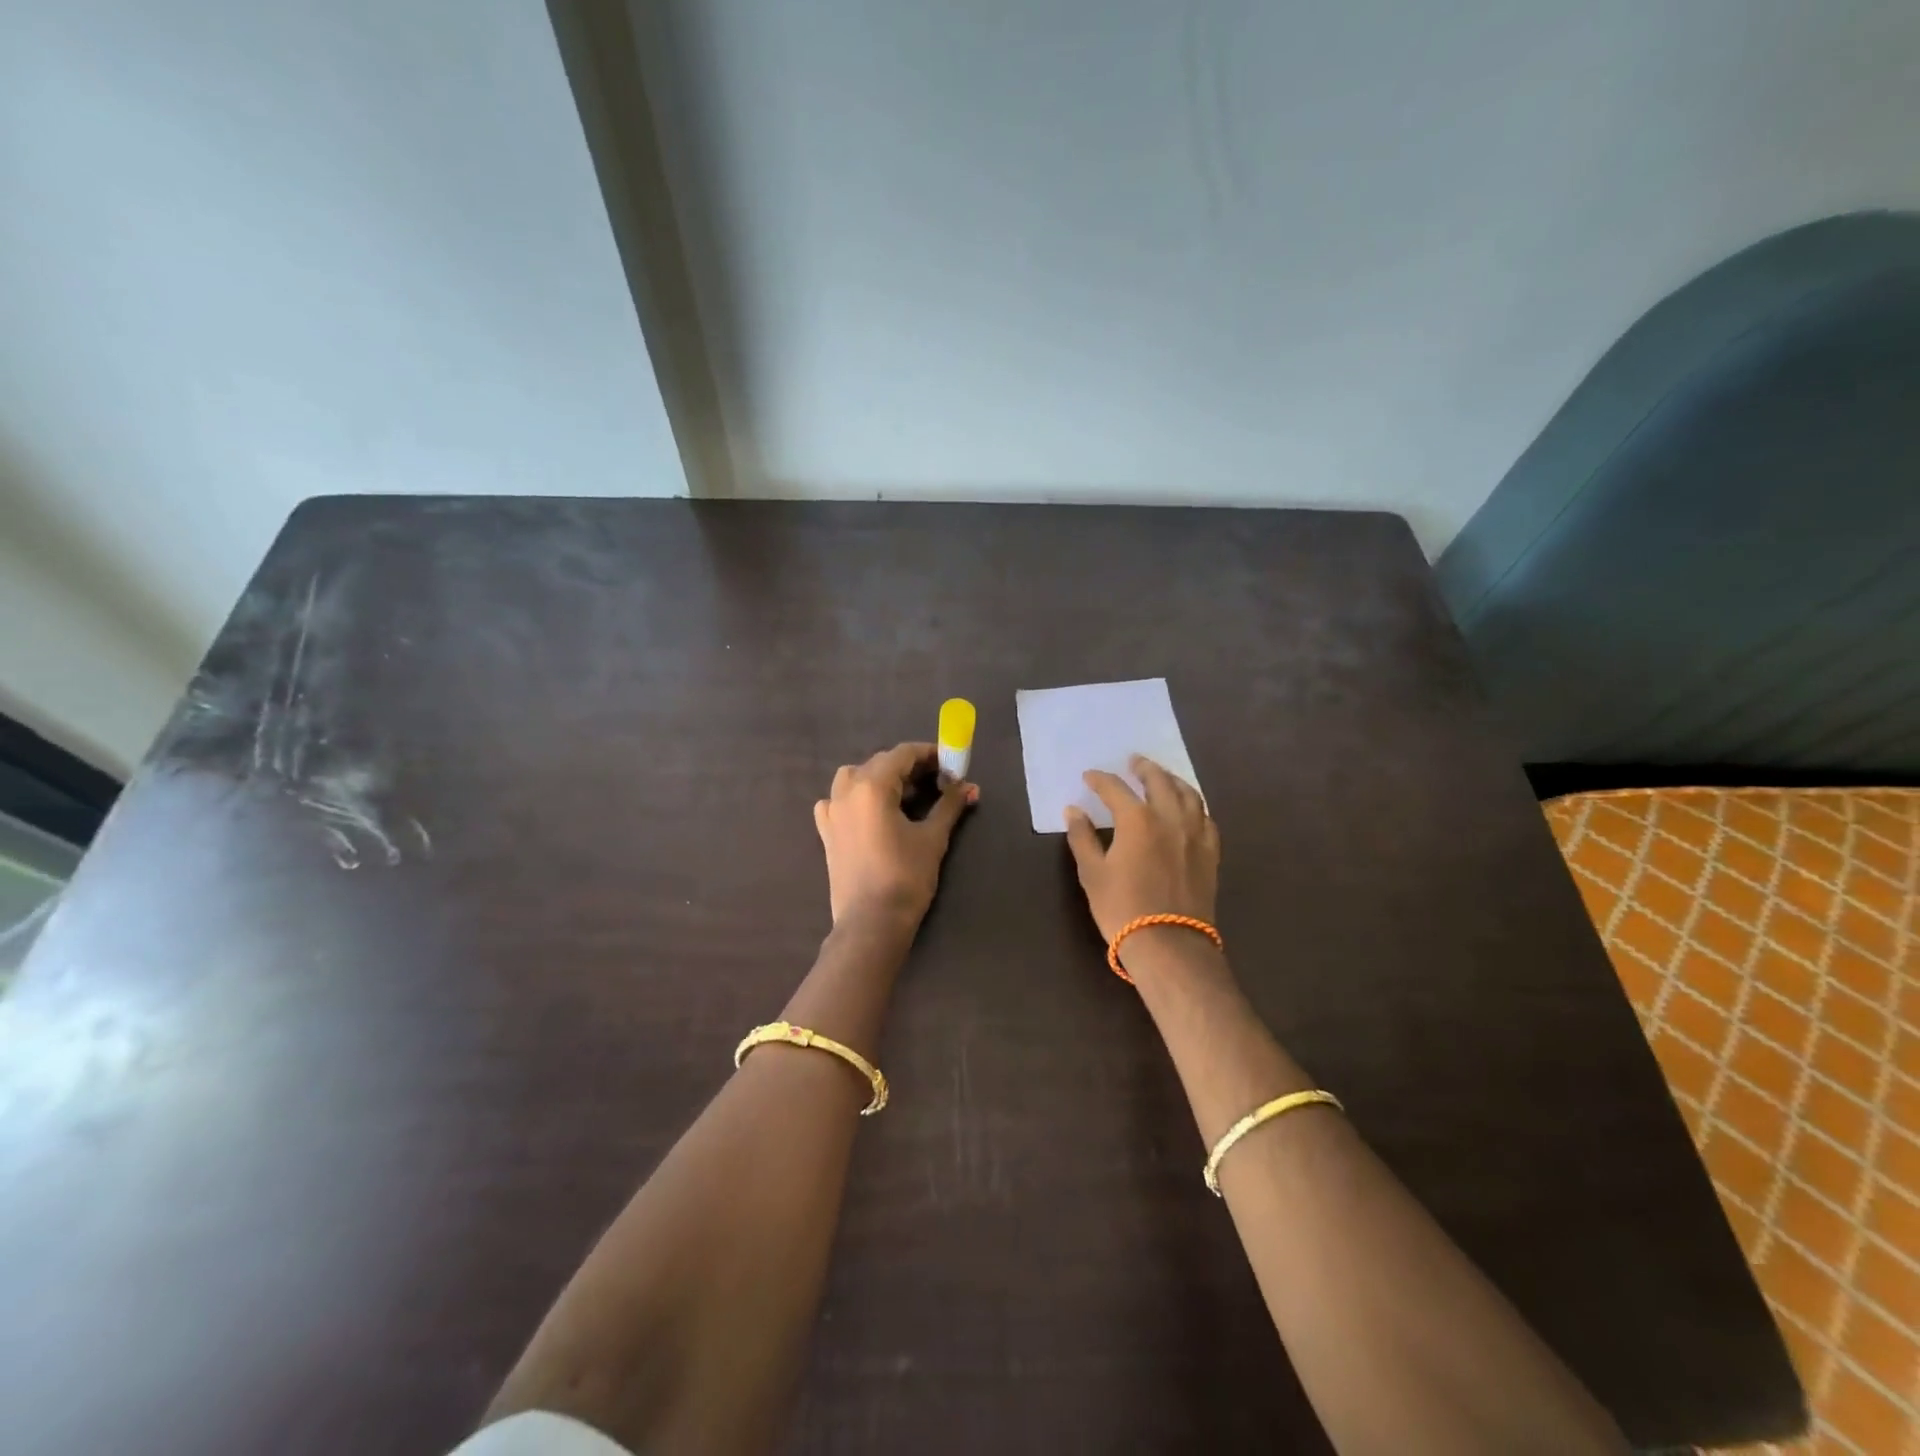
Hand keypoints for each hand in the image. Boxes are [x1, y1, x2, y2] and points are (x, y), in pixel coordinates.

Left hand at [814, 742, 977, 927]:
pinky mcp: (826, 832)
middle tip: (938, 780)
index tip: (950, 762)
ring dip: (880, 777)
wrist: (871, 923)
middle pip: (879, 763)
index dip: (929, 754)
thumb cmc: (905, 877)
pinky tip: (869, 812)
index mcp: (871, 786)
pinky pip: (837, 800)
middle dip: (909, 766)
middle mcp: (846, 791)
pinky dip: (854, 797)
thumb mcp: (932, 838)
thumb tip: (970, 786)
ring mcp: (831, 811)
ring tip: (903, 794)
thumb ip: (949, 805)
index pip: (902, 754)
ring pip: (855, 777)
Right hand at [1064, 755, 1218, 942]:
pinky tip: (1189, 809)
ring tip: (1164, 777)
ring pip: (1189, 795)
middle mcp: (1170, 818)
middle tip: (1134, 762)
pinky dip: (1195, 806)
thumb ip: (1082, 838)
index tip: (1089, 777)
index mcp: (1137, 820)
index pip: (1115, 789)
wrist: (1170, 945)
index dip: (1100, 780)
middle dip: (1144, 768)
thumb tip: (1073, 811)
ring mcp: (1195, 835)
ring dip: (1173, 780)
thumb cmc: (1122, 908)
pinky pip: (1206, 819)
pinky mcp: (1210, 853)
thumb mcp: (1092, 873)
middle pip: (1159, 781)